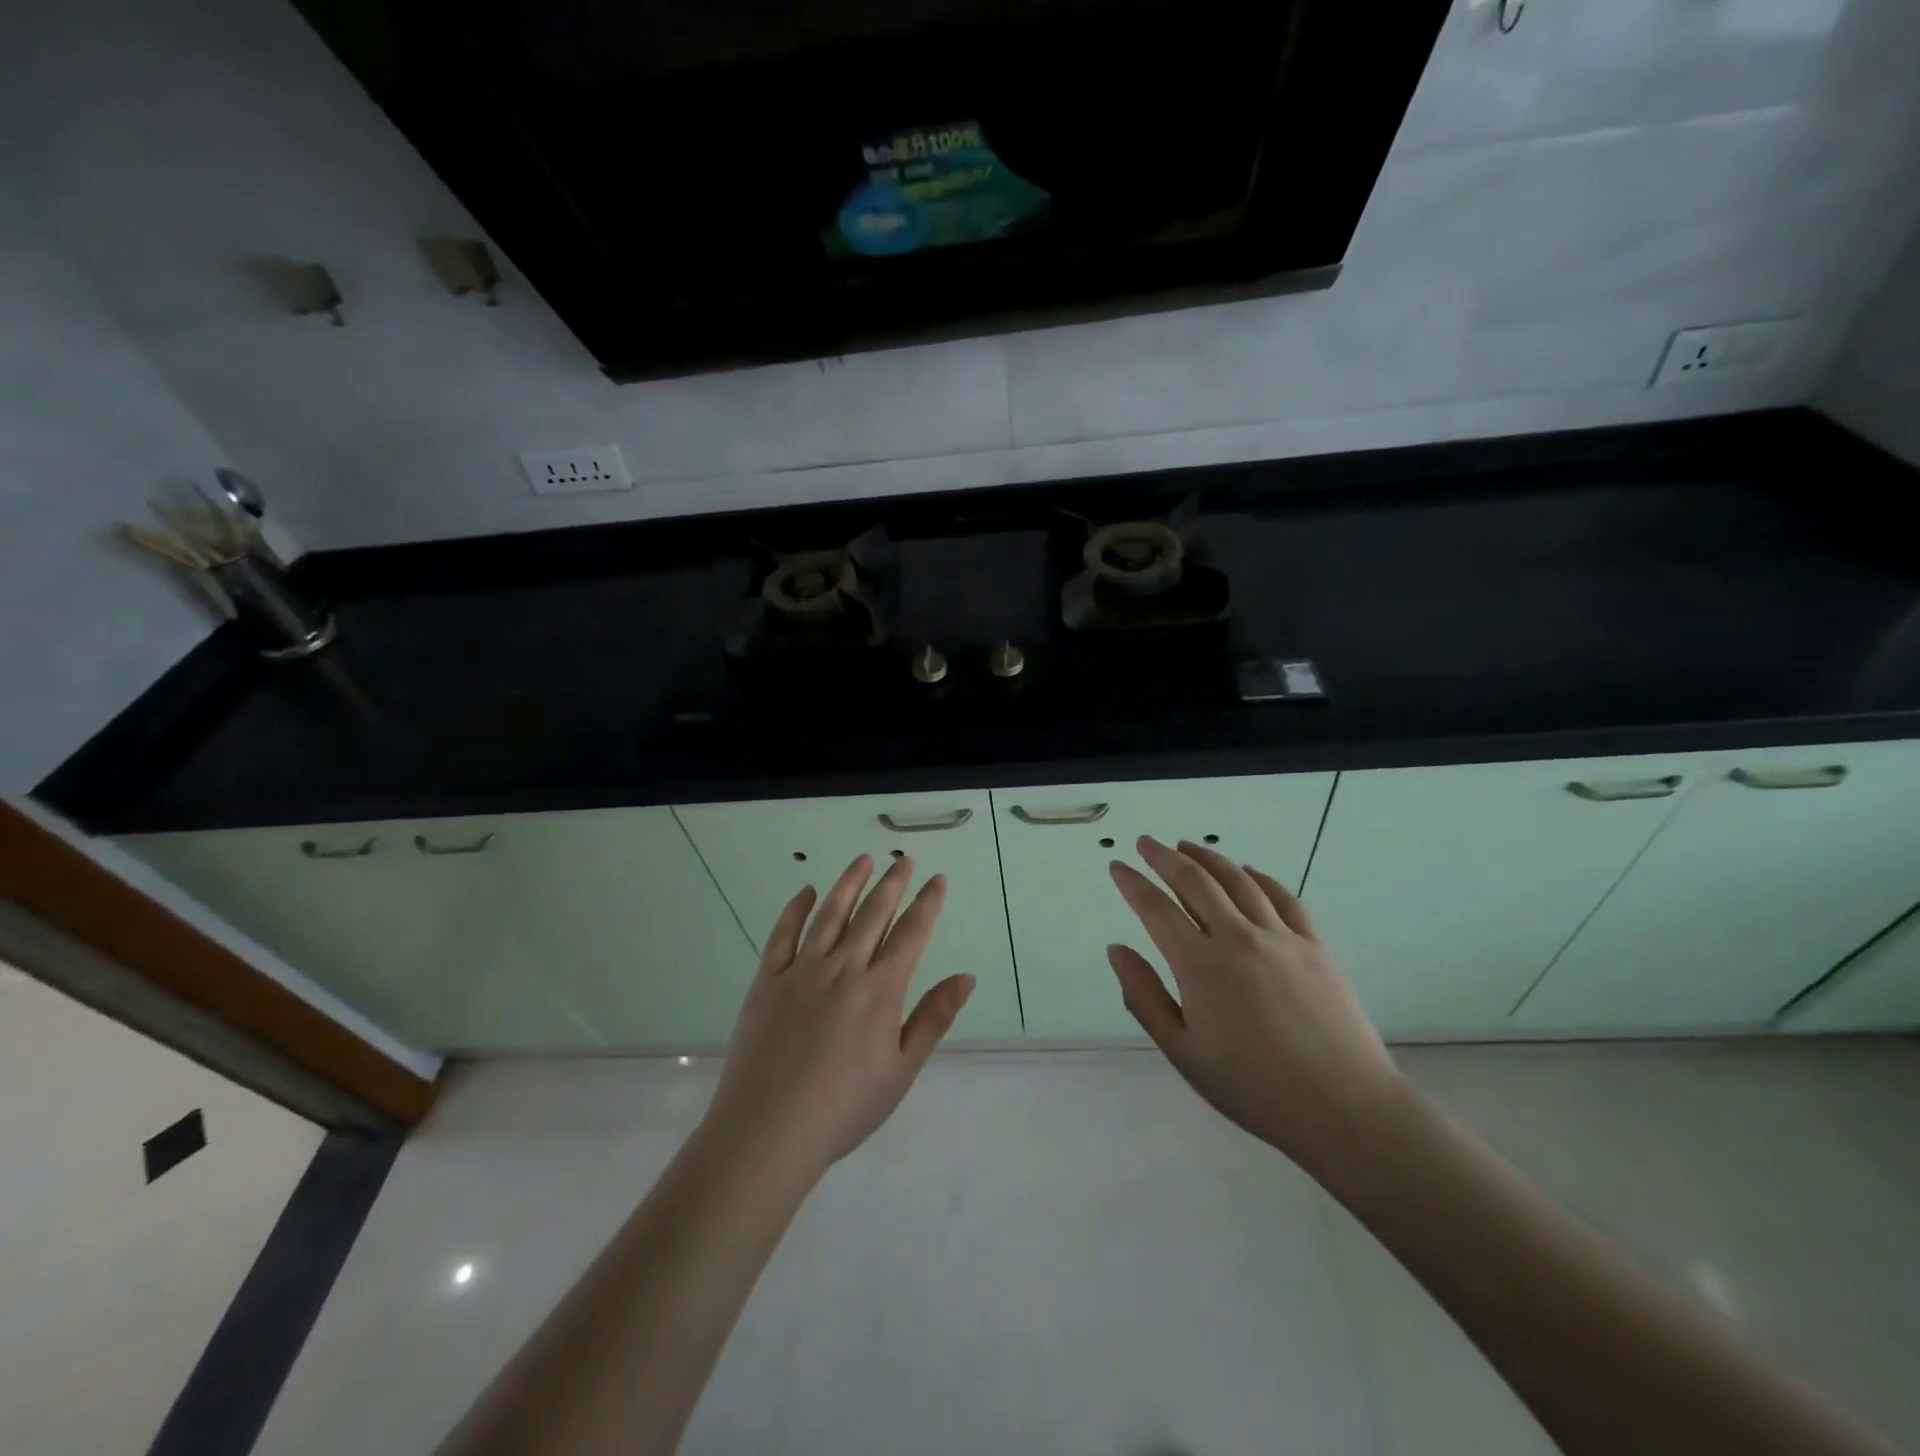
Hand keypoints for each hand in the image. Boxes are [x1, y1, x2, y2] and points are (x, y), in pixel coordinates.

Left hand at [699, 854, 974, 1185]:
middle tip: (905, 860)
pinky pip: (783, 934)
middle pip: (873, 914)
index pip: (910, 934)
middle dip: (893, 883)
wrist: (769, 1131)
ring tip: (863, 859)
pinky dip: (795, 909)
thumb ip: (933, 1018)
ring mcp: (802, 971)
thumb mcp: (901, 1070)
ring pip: (830, 914)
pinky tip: (805, 892)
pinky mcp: (767, 981)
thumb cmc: (845, 1107)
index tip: (937, 879)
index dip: (927, 904)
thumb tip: (966, 976)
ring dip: (849, 883)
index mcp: (880, 990)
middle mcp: (843, 968)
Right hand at [1108, 837, 1407, 1175]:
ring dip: (1208, 858)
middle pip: (1195, 882)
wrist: (1343, 1108)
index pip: (1156, 909)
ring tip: (1187, 847)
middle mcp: (1238, 938)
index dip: (1133, 883)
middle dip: (1164, 858)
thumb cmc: (1253, 1088)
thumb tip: (1116, 950)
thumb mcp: (1184, 1052)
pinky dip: (1259, 877)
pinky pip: (1283, 897)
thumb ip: (1144, 997)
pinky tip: (1247, 872)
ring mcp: (1281, 937)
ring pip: (1238, 880)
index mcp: (1200, 965)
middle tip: (1146, 842)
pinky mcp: (1314, 946)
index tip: (1117, 866)